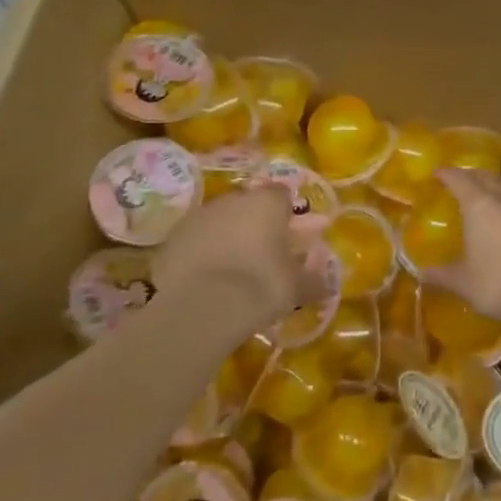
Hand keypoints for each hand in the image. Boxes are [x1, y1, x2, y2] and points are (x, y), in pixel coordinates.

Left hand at [155, 186, 319, 329]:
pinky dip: (202, 253)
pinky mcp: (173, 238)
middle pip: (249, 205)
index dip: (287, 213)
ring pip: (220, 221)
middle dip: (256, 224)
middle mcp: (233, 199)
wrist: (201, 306)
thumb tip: (327, 282)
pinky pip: (195, 240)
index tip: (290, 237)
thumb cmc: (260, 286)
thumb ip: (313, 280)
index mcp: (267, 202)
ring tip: (233, 270)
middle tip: (263, 255)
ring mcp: (199, 215)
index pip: (283, 194)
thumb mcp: (296, 288)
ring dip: (227, 237)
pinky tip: (206, 280)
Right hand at [428, 167, 500, 323]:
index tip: (438, 173)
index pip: (460, 179)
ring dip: (500, 185)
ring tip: (492, 195)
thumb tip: (421, 274)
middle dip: (473, 176)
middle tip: (463, 181)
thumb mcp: (463, 282)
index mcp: (480, 206)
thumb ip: (442, 275)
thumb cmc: (497, 283)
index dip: (448, 174)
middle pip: (488, 177)